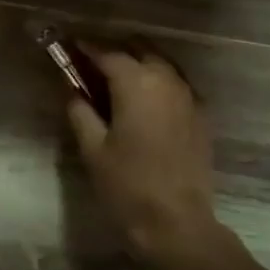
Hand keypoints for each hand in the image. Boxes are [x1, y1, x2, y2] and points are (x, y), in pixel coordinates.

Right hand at [65, 43, 219, 261]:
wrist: (177, 223)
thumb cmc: (127, 185)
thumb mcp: (92, 148)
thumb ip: (80, 111)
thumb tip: (72, 90)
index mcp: (137, 83)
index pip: (107, 53)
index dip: (86, 48)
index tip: (69, 46)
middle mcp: (167, 80)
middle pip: (139, 48)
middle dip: (115, 50)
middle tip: (91, 64)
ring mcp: (189, 96)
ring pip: (161, 63)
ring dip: (138, 63)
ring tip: (115, 81)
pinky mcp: (201, 114)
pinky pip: (176, 83)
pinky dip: (157, 81)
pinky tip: (143, 101)